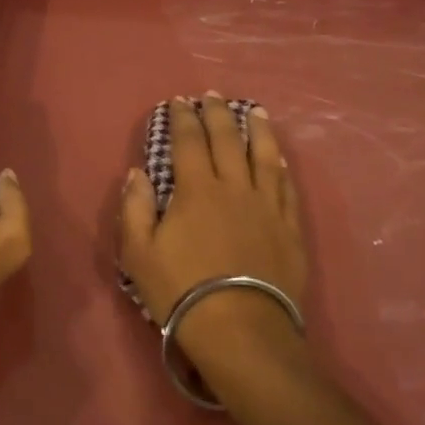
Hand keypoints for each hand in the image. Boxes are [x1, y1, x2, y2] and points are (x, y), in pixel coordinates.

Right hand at [119, 94, 307, 373]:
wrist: (241, 329)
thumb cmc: (182, 291)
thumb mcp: (139, 253)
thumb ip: (135, 208)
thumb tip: (137, 173)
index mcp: (196, 190)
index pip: (188, 141)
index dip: (182, 119)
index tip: (178, 101)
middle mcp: (235, 187)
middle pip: (227, 140)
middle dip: (217, 113)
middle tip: (212, 95)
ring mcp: (267, 206)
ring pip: (264, 156)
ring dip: (257, 129)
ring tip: (254, 110)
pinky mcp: (290, 228)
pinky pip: (287, 186)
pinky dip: (281, 166)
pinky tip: (279, 156)